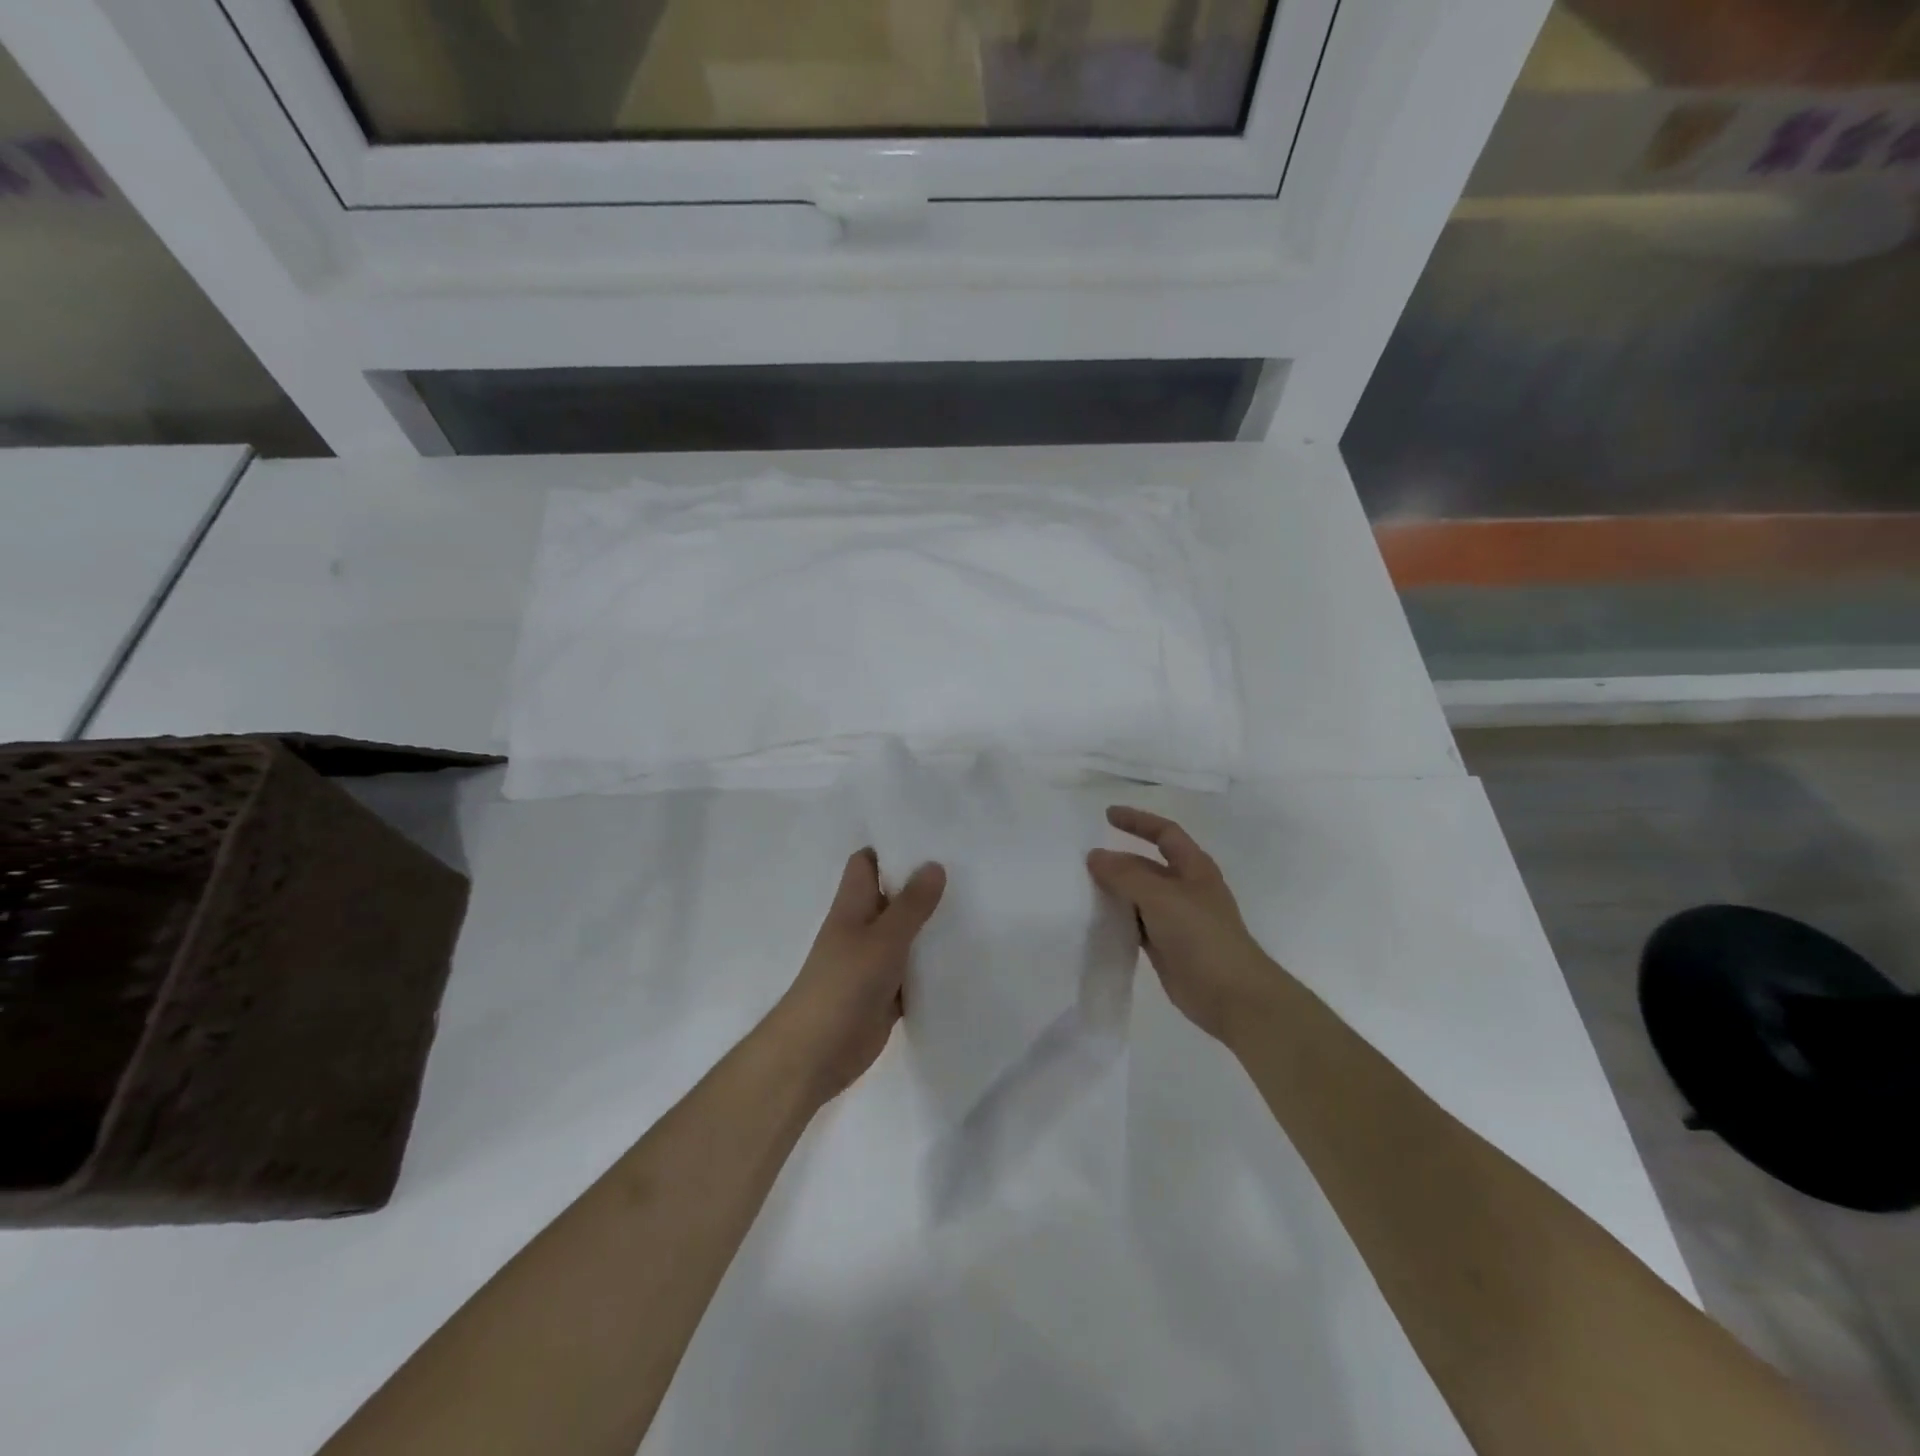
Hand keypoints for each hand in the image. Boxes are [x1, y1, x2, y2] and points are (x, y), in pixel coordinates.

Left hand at [771, 849, 945, 1105]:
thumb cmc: (843, 985)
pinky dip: (933, 965)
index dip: (893, 848)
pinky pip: (914, 971)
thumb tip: (934, 864)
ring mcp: (874, 961)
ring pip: (907, 934)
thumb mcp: (883, 939)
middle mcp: (863, 927)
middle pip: (894, 896)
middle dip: (924, 885)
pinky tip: (967, 957)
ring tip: (978, 906)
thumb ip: (911, 905)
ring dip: (932, 925)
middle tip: (970, 868)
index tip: (932, 837)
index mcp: (853, 905)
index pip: (869, 862)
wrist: (816, 1053)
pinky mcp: (886, 992)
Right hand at [1087, 807, 1275, 1045]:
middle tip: (1082, 861)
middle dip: (1118, 860)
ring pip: (1138, 896)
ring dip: (1114, 891)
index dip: (1138, 821)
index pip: (1164, 832)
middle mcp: (1185, 888)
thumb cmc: (1201, 935)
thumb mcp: (1161, 896)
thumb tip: (1095, 856)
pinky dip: (1117, 919)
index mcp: (1194, 868)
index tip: (1107, 815)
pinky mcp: (1165, 946)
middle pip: (1146, 865)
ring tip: (1081, 888)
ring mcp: (1175, 919)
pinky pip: (1135, 924)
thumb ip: (1125, 874)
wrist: (1231, 995)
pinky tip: (1095, 920)